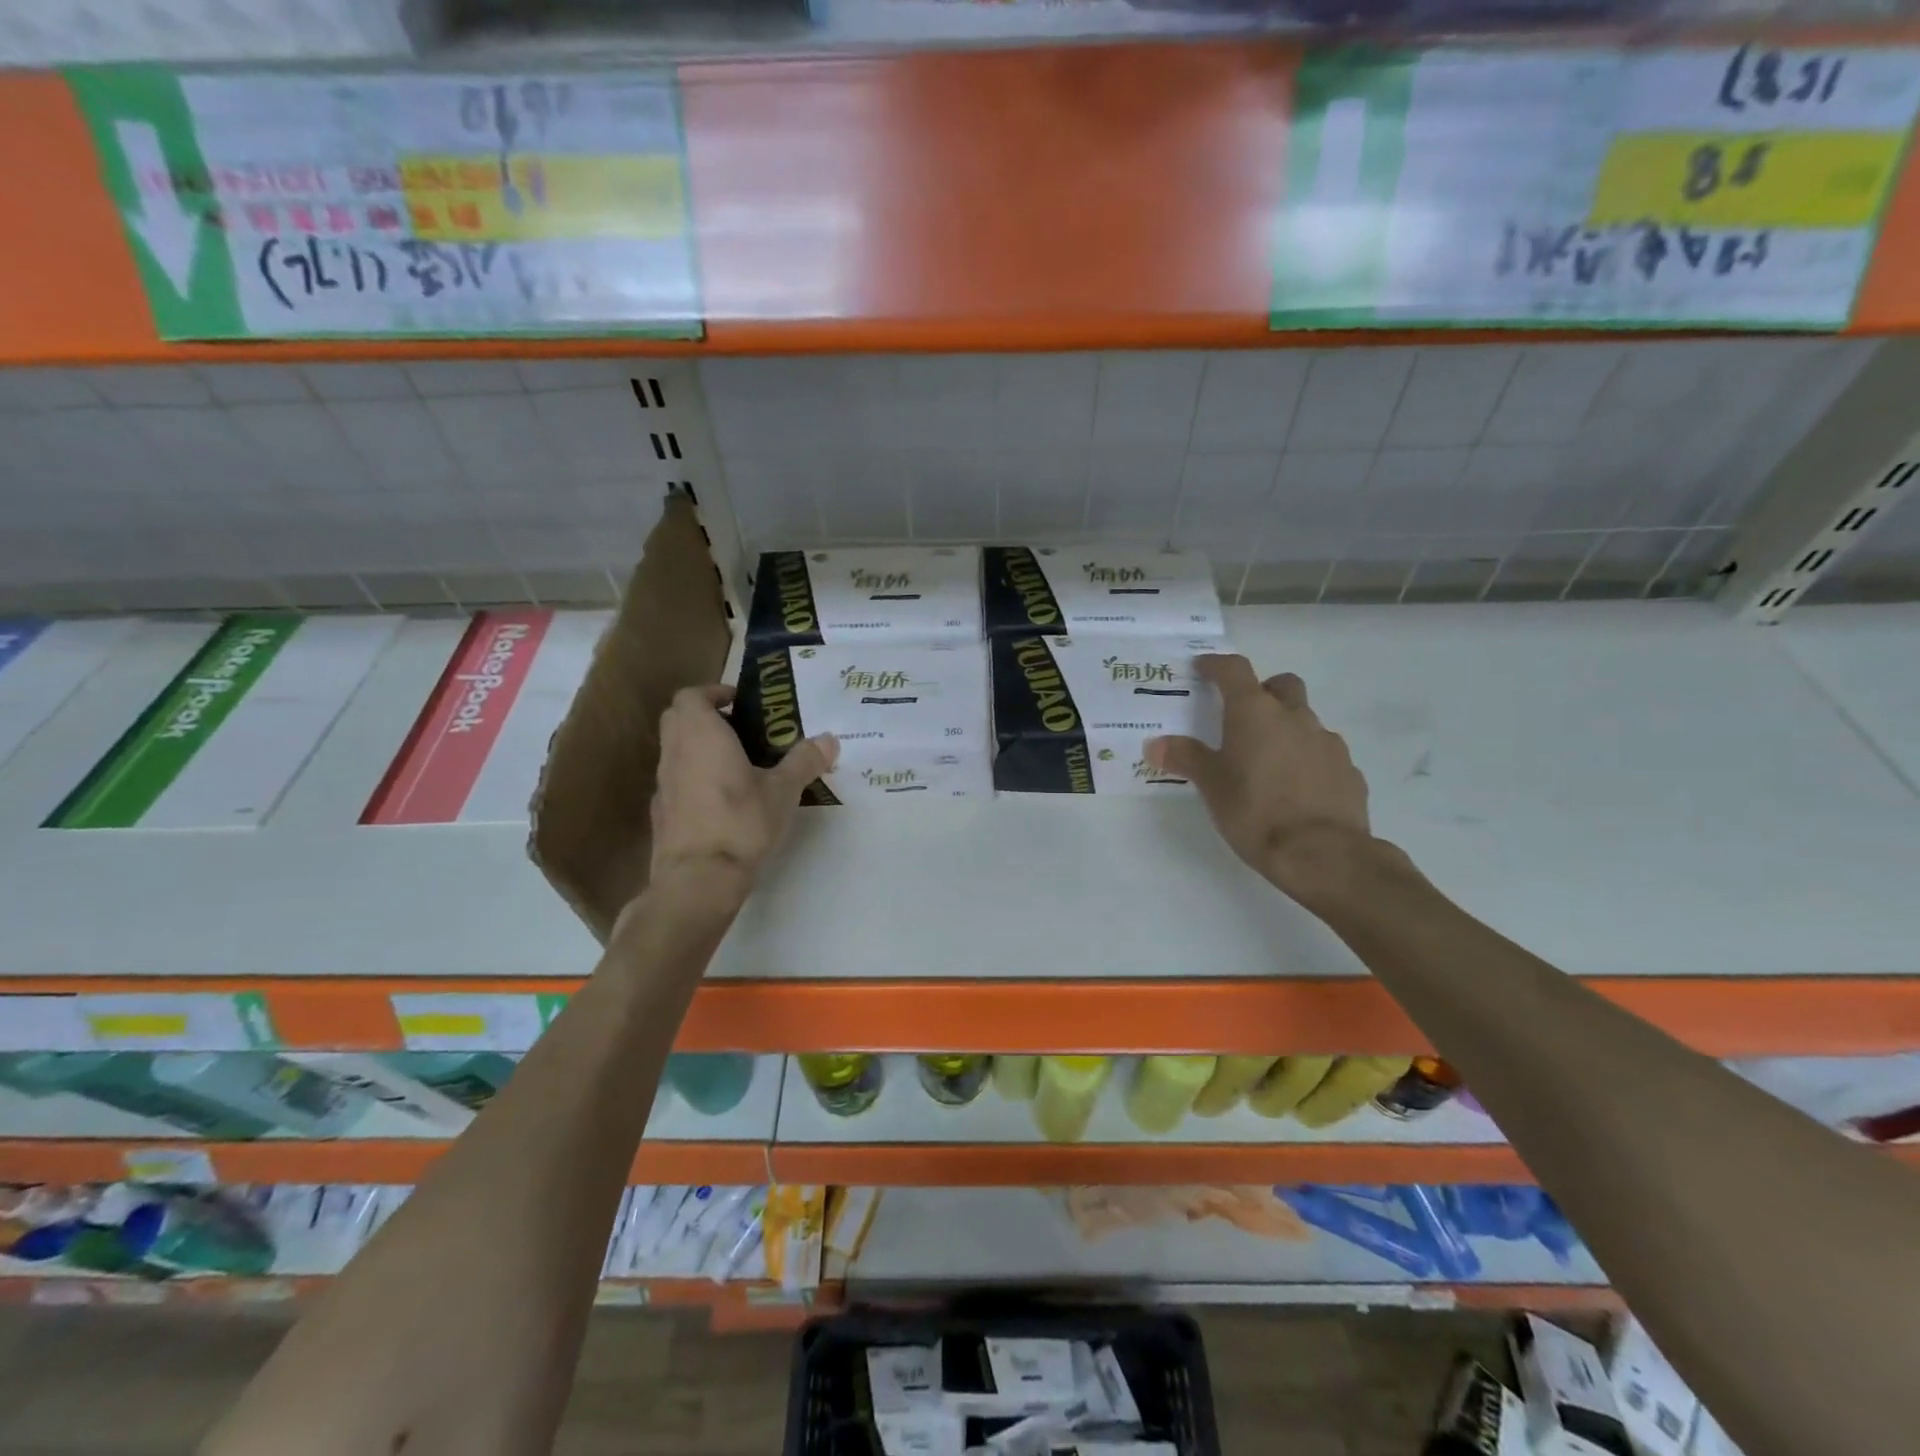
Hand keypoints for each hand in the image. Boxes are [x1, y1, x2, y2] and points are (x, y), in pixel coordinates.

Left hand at [649, 685, 837, 891]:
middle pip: (678, 719)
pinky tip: (723, 801)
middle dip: (706, 717)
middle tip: (742, 730)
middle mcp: (675, 752)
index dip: (714, 693)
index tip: (740, 703)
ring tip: (739, 766)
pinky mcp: (661, 813)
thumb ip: (804, 761)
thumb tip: (830, 739)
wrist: (698, 879)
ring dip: (700, 749)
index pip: (692, 696)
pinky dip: (695, 779)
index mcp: (701, 734)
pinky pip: (677, 781)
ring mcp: (663, 784)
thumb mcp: (783, 790)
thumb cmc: (741, 822)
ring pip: (676, 751)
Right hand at [1147, 656, 1376, 905]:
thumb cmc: (1255, 812)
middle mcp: (1295, 717)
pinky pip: (1323, 752)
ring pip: (1305, 720)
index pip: (1235, 670)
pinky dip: (1307, 758)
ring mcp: (1327, 742)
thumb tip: (1156, 744)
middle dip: (1262, 691)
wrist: (1323, 853)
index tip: (1203, 668)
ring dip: (1286, 728)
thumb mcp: (1211, 786)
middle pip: (1281, 685)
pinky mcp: (1348, 770)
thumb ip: (1185, 758)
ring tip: (1267, 760)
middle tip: (1242, 715)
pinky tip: (1295, 787)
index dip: (1217, 665)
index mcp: (1255, 713)